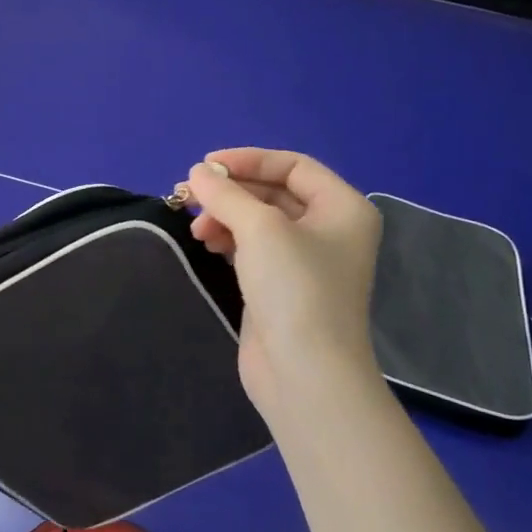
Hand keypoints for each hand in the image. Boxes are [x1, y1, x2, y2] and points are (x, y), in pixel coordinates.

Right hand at [183, 149, 382, 423]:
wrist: (304, 372)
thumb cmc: (295, 289)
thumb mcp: (260, 229)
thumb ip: (226, 194)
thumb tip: (198, 173)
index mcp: (342, 208)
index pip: (293, 165)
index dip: (248, 160)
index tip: (205, 167)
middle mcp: (328, 230)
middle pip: (272, 192)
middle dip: (230, 191)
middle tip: (189, 195)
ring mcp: (304, 261)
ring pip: (258, 221)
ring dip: (224, 215)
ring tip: (196, 227)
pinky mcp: (280, 286)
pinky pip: (251, 247)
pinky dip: (228, 239)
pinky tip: (206, 243)